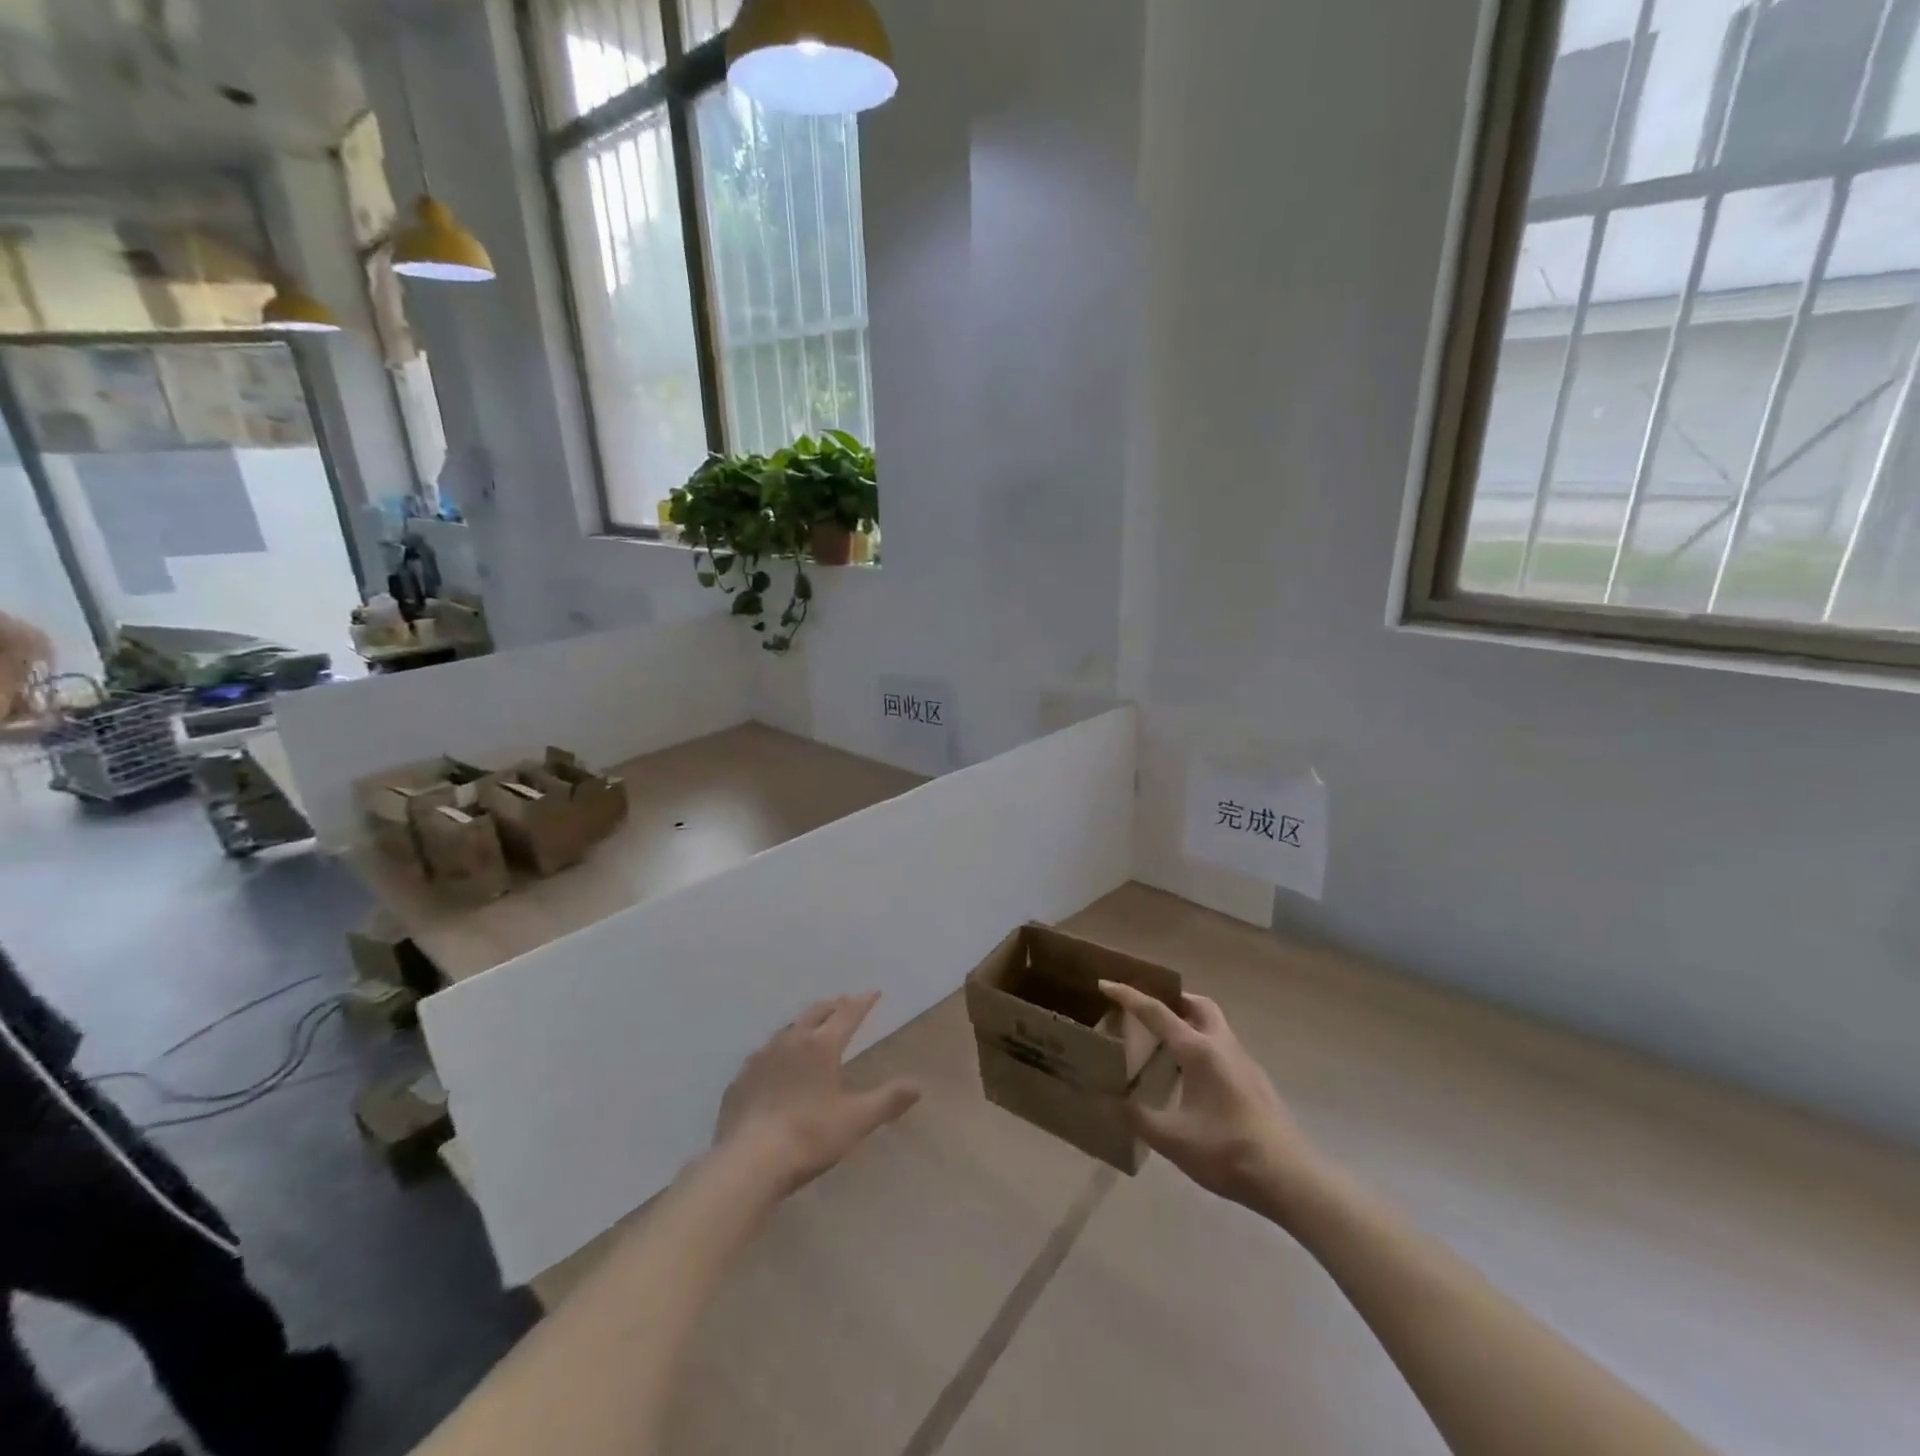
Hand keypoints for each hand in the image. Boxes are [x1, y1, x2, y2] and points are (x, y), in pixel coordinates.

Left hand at [714, 993, 921, 1198]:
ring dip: (804, 1025)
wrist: (748, 1163)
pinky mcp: (740, 1078)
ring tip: (811, 1029)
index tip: (874, 993)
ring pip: (787, 1029)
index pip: (848, 1013)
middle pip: (816, 1013)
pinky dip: (778, 1051)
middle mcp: (791, 1041)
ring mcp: (761, 1057)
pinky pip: (763, 1054)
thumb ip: (887, 1100)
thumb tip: (917, 1085)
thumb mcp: (856, 1120)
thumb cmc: (810, 1136)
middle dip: (833, 1006)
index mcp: (821, 1045)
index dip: (863, 1002)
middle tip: (844, 1004)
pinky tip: (776, 1064)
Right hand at [1100, 981, 1325, 1217]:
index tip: (1105, 983)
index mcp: (1198, 1051)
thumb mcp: (1173, 1140)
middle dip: (1172, 998)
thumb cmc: (1228, 1152)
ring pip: (1214, 1025)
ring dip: (1189, 1022)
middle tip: (1147, 1010)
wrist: (1290, 1178)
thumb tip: (1105, 1100)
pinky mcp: (1255, 1080)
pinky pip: (1223, 1048)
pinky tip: (1193, 1078)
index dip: (1128, 996)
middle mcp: (1222, 1045)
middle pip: (1197, 1005)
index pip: (1156, 1012)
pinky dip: (1202, 1046)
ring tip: (1166, 1044)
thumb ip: (1137, 1118)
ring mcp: (1243, 1062)